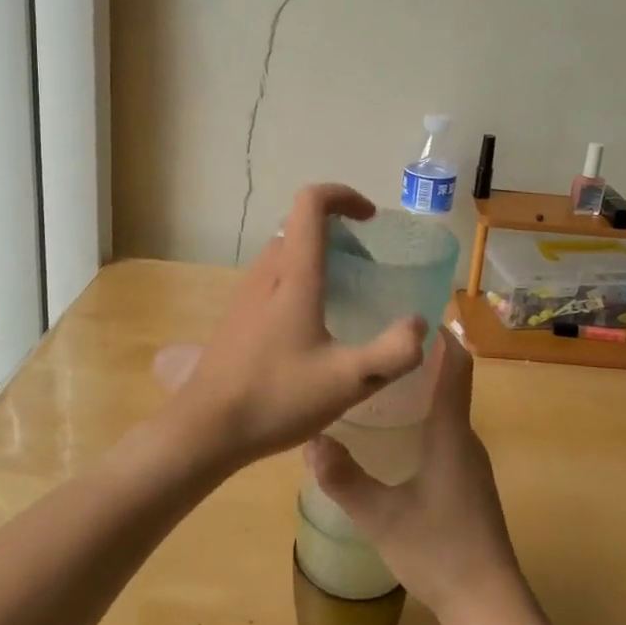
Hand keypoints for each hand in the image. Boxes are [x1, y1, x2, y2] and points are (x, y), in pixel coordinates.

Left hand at [164, 184, 426, 469]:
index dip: (343, 196)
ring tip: (345, 296)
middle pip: (299, 226)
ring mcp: (245, 292)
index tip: (370, 219)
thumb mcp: (348, 382)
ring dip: (317, 256)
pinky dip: (298, 279)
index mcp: (294, 275)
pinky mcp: (236, 315)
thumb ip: (394, 353)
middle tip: (367, 268)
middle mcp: (266, 272)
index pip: (311, 203)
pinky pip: (272, 277)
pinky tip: (312, 327)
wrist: (206, 428)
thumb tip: (419, 325)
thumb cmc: (277, 398)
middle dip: (338, 233)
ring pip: (285, 252)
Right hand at [305, 330, 531, 624]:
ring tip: (374, 384)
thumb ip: (344, 480)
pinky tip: (391, 437)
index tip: (413, 312)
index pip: (457, 366)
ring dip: (419, 392)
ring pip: (446, 412)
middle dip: (418, 360)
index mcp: (451, 434)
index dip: (442, 335)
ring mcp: (470, 464)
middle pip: (450, 383)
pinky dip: (422, 420)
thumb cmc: (440, 552)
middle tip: (375, 346)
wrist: (490, 608)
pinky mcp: (467, 485)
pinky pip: (444, 435)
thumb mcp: (381, 517)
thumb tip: (310, 440)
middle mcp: (466, 440)